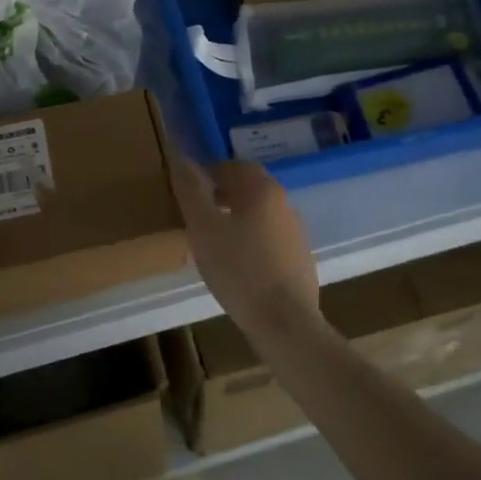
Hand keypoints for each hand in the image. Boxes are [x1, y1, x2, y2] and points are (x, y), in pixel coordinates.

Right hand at [168, 151, 320, 336]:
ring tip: (213, 242)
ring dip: (237, 219)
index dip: (210, 173)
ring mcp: (296, 232)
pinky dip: (251, 242)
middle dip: (223, 194)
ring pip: (260, 215)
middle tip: (199, 213)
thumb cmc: (238, 270)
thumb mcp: (203, 228)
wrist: (285, 322)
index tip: (190, 190)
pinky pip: (270, 239)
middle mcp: (284, 203)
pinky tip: (237, 266)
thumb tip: (181, 157)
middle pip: (250, 189)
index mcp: (262, 190)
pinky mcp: (300, 259)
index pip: (234, 166)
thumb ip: (191, 190)